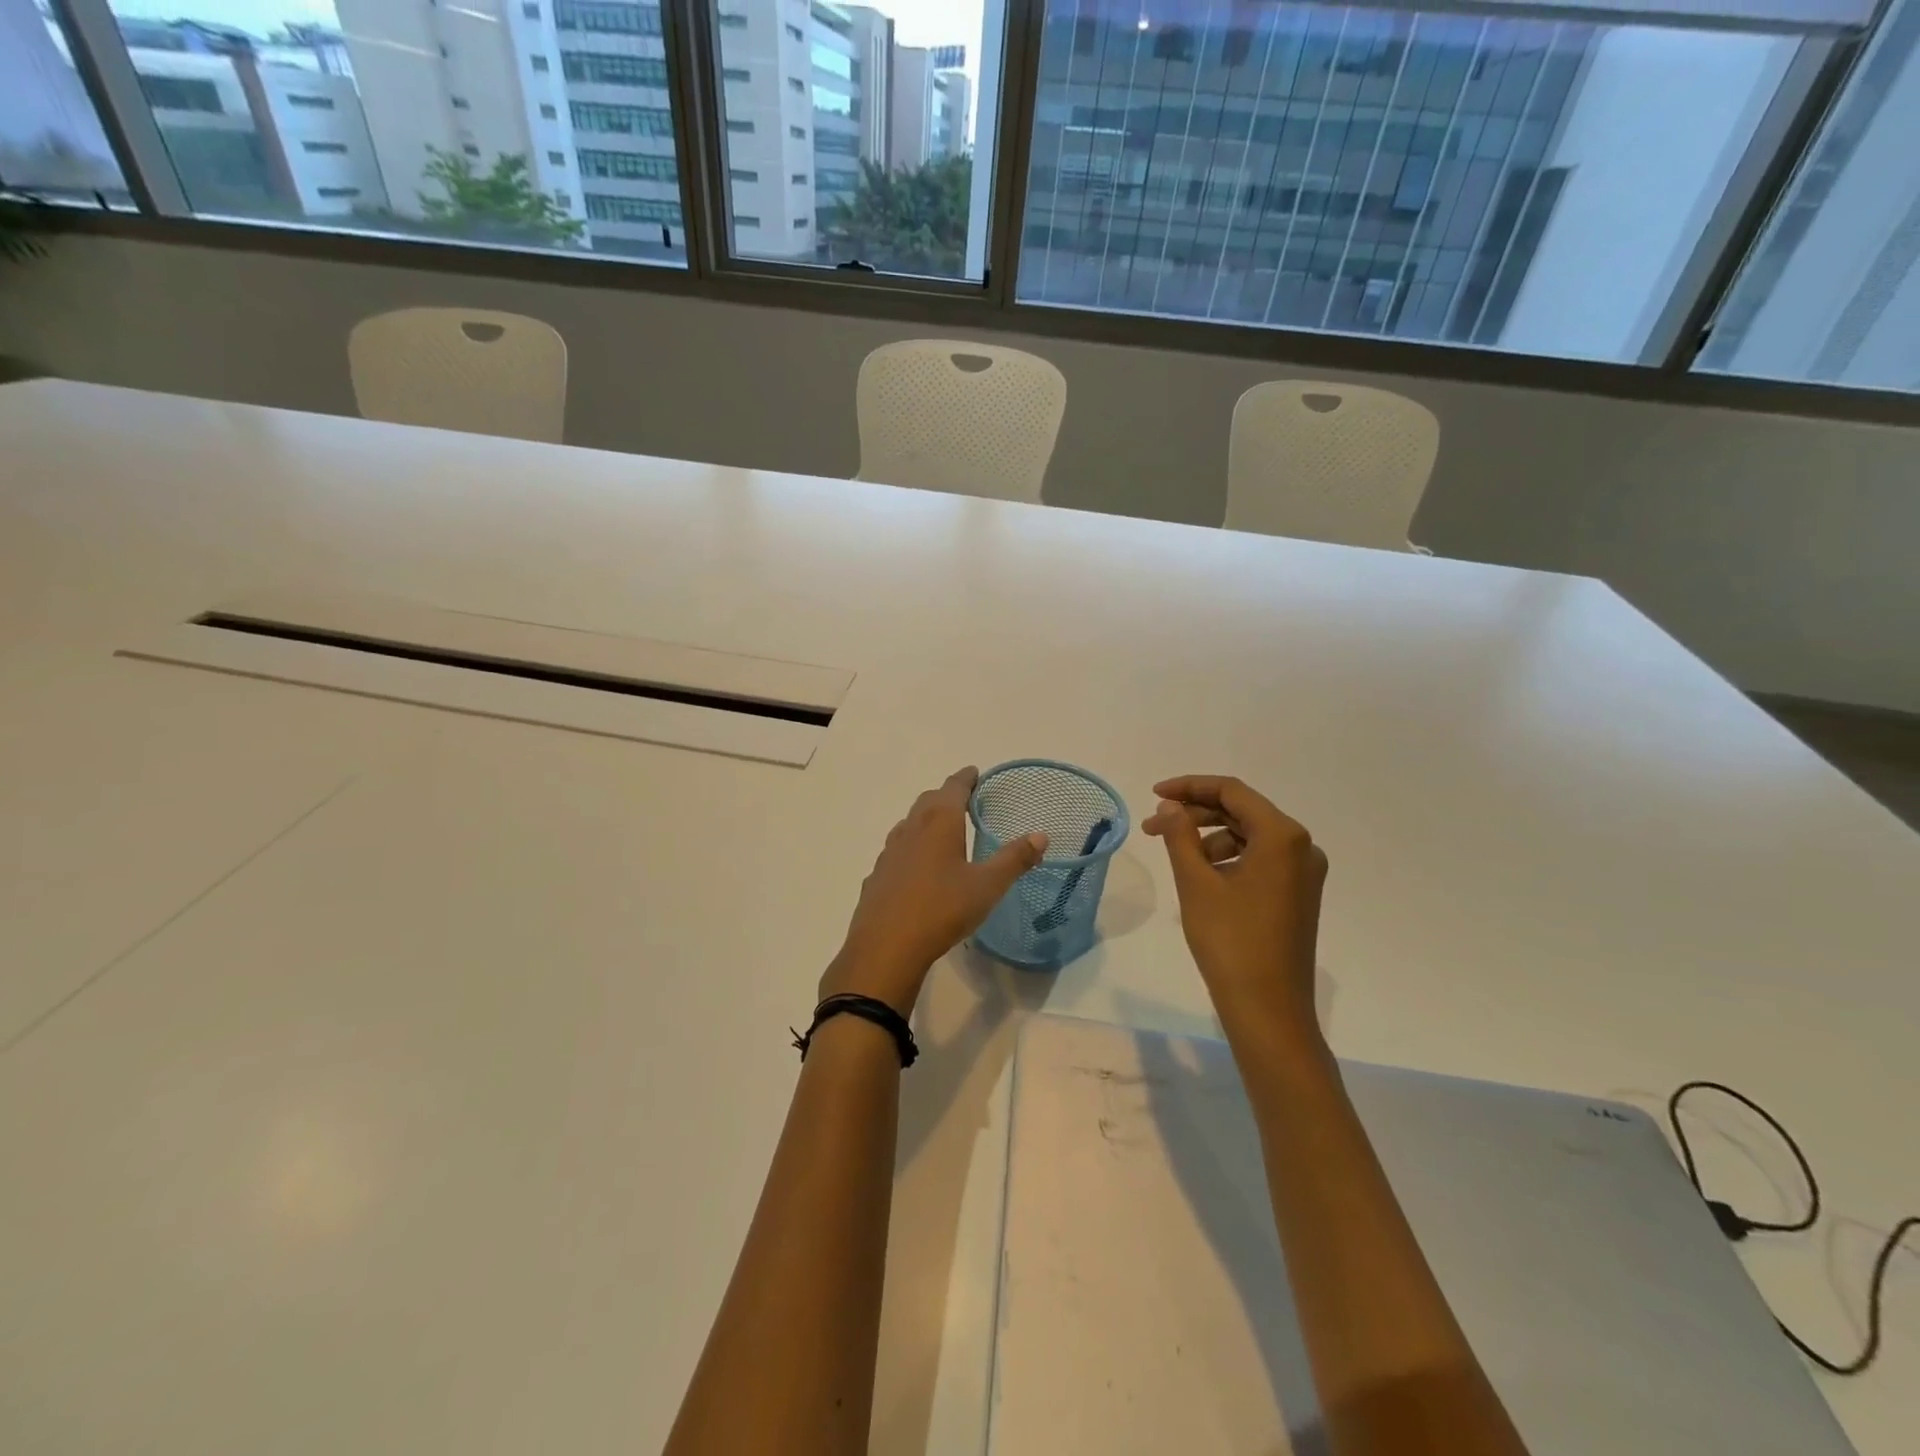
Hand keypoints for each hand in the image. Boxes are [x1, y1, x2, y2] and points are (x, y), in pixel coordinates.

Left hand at [823, 767, 1047, 1016]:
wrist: (886, 947)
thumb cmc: (942, 909)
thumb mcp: (987, 886)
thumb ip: (1014, 859)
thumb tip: (1040, 836)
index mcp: (939, 823)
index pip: (953, 788)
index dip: (965, 778)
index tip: (974, 772)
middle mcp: (911, 829)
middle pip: (928, 801)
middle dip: (945, 796)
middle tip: (962, 800)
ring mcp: (889, 853)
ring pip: (908, 825)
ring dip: (925, 820)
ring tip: (941, 830)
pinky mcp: (877, 877)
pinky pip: (896, 852)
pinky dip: (910, 848)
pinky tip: (916, 868)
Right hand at [1144, 775, 1327, 1043]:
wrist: (1268, 1009)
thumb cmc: (1230, 941)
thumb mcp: (1196, 883)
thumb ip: (1179, 835)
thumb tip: (1169, 806)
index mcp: (1282, 836)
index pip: (1232, 791)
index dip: (1189, 787)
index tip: (1153, 795)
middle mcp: (1301, 846)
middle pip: (1242, 811)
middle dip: (1195, 814)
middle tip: (1153, 827)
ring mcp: (1303, 873)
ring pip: (1249, 836)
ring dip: (1208, 837)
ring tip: (1175, 855)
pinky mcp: (1298, 894)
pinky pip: (1259, 859)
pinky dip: (1227, 857)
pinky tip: (1201, 875)